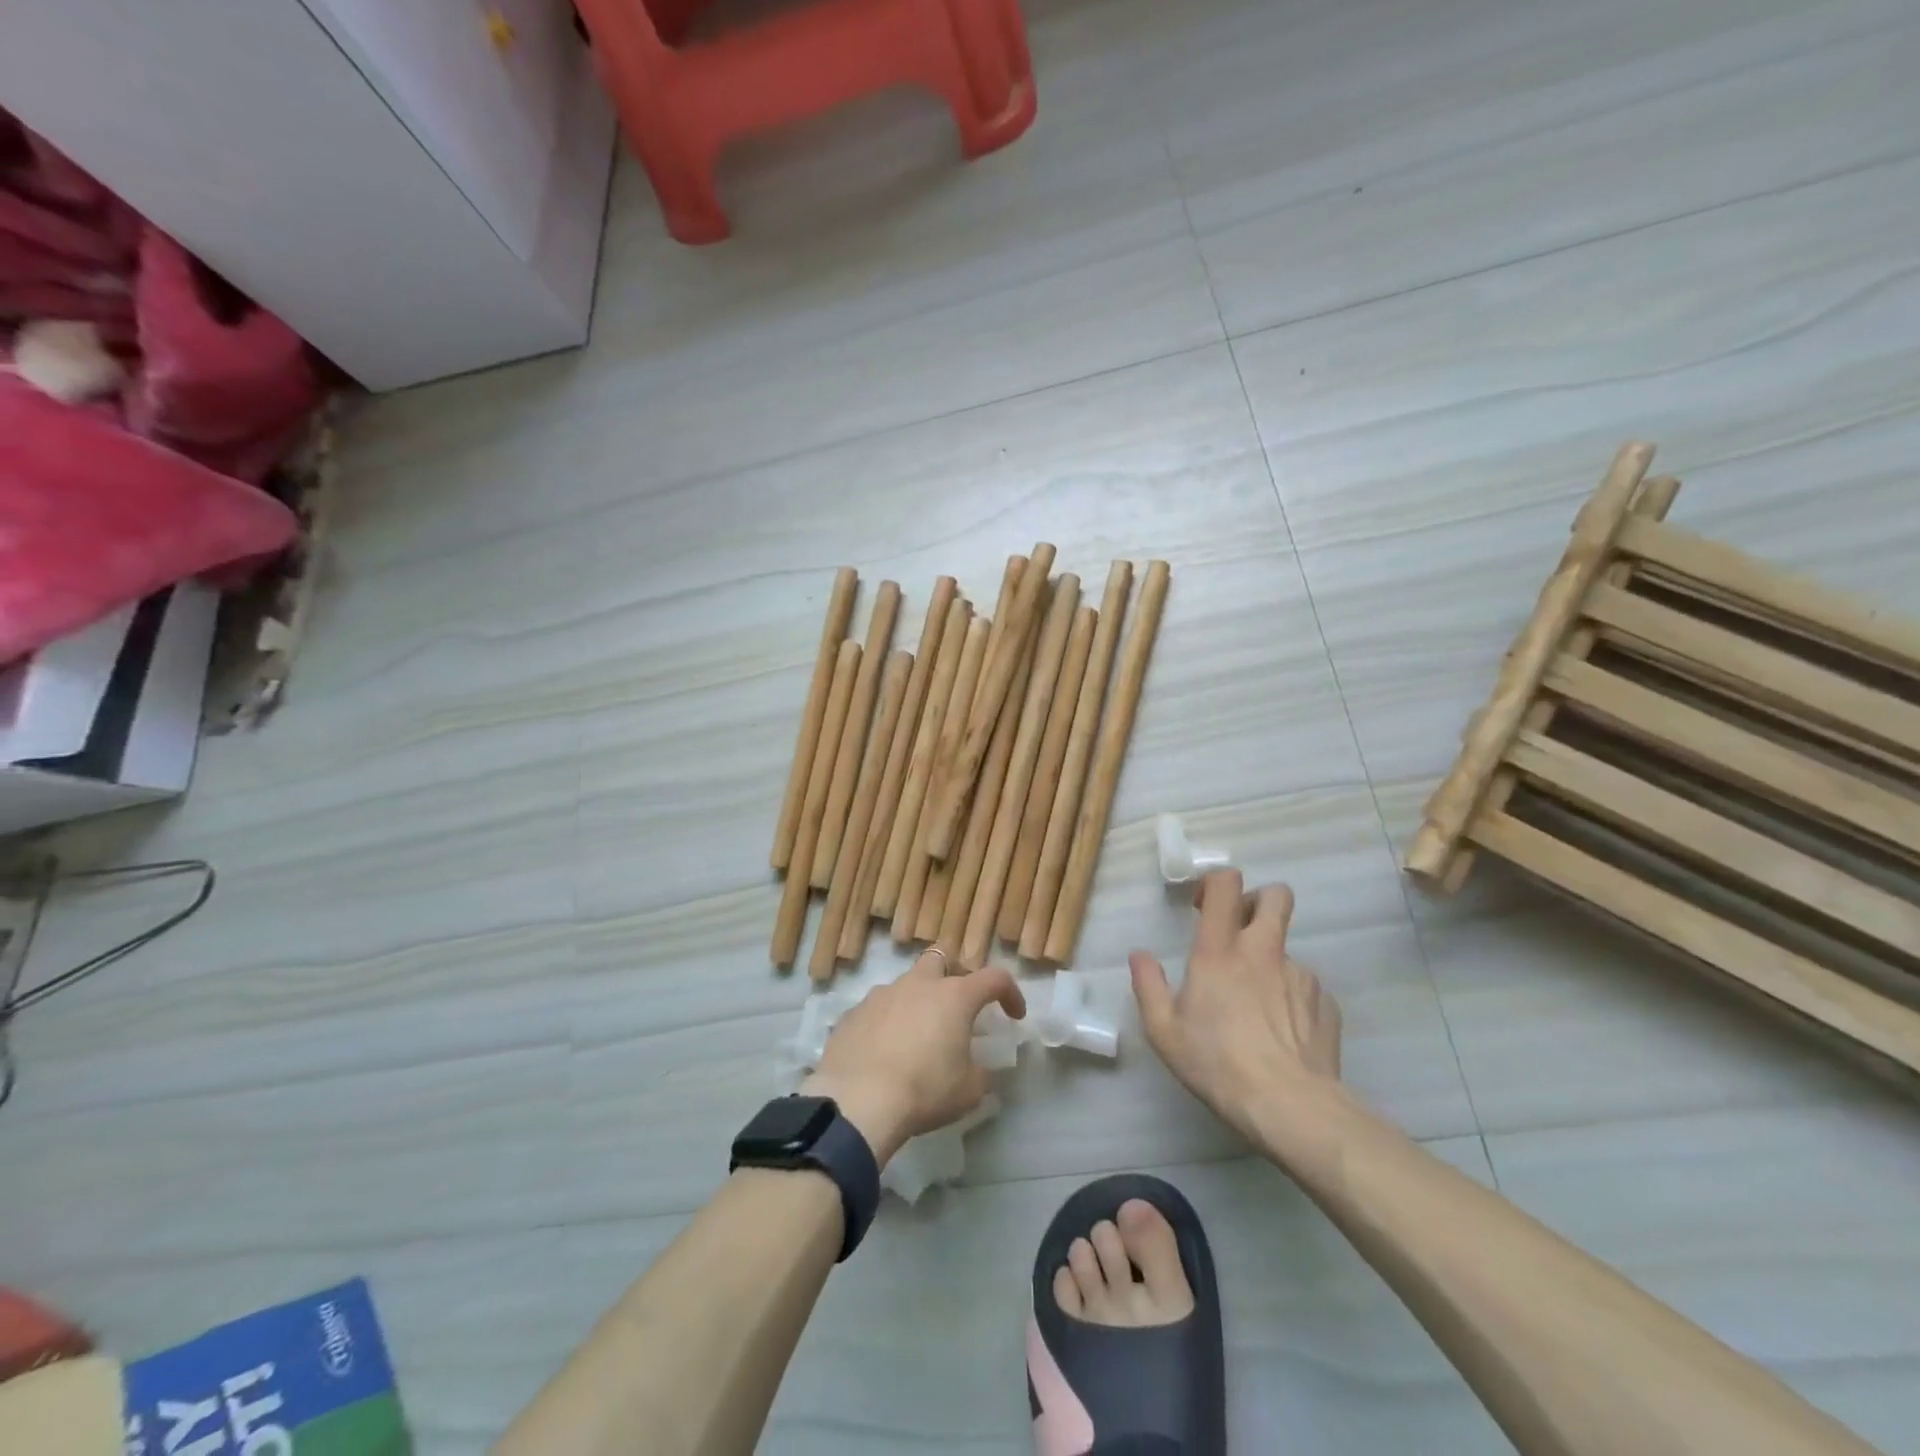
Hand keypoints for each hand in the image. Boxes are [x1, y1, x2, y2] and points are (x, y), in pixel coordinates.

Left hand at [802, 950, 1025, 1164]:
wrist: (857, 1101)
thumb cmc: (924, 1090)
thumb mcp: (969, 1091)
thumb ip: (980, 1073)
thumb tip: (978, 1069)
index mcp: (954, 996)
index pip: (994, 978)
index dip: (1010, 992)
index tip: (1014, 1015)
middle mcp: (918, 985)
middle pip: (941, 958)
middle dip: (954, 974)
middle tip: (958, 1004)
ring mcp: (881, 995)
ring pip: (906, 984)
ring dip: (918, 1002)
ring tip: (918, 1037)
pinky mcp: (853, 1013)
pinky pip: (877, 1009)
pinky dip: (887, 1023)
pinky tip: (885, 1052)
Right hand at [1129, 871, 1341, 1143]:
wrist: (1291, 1107)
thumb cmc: (1217, 1064)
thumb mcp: (1164, 1031)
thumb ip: (1148, 986)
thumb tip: (1140, 956)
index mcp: (1219, 950)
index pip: (1226, 884)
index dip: (1215, 883)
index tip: (1203, 907)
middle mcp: (1263, 951)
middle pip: (1275, 895)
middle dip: (1257, 901)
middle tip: (1239, 932)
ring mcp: (1301, 975)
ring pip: (1287, 949)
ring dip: (1270, 963)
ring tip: (1257, 1007)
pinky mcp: (1326, 1003)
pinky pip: (1306, 987)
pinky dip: (1292, 999)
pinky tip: (1282, 1033)